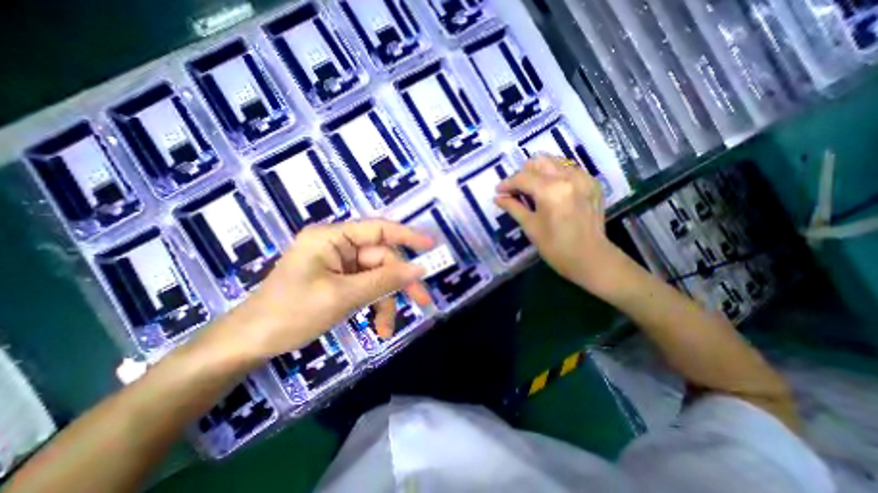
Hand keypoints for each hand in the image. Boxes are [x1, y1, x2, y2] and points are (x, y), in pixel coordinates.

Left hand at [200, 219, 430, 361]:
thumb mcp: (343, 296)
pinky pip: (367, 288)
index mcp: (332, 238)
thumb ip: (384, 281)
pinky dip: (375, 305)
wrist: (250, 343)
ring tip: (386, 328)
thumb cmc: (290, 313)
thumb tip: (418, 269)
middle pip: (381, 259)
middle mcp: (338, 246)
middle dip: (399, 282)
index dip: (407, 235)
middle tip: (422, 300)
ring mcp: (340, 264)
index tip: (431, 246)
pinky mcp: (340, 280)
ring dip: (386, 301)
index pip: (378, 229)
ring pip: (377, 277)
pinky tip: (377, 326)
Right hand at [496, 154, 627, 292]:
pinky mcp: (592, 183)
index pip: (522, 177)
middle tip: (516, 190)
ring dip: (540, 171)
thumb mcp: (530, 226)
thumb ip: (513, 207)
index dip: (507, 183)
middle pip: (539, 162)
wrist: (590, 258)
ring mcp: (583, 178)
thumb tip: (497, 198)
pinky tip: (552, 189)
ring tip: (533, 188)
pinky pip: (570, 169)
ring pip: (555, 162)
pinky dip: (557, 174)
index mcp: (551, 190)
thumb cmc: (555, 247)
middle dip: (523, 174)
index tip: (498, 191)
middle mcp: (568, 177)